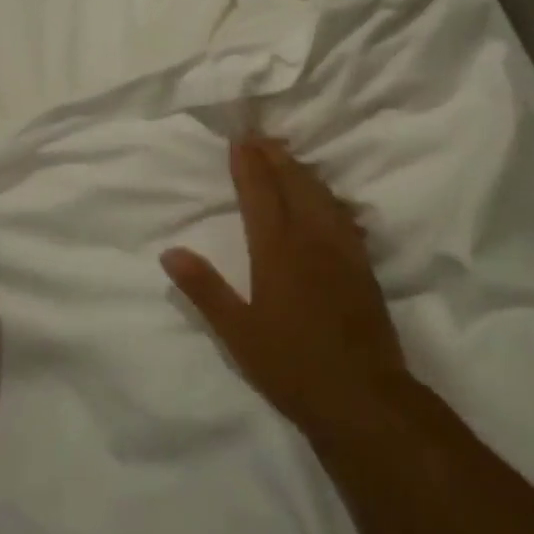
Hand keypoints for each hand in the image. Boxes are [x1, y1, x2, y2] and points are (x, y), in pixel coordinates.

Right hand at [162, 134, 402, 437]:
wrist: (364, 397)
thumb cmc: (292, 366)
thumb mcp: (237, 333)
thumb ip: (204, 289)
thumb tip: (170, 252)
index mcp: (276, 250)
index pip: (259, 193)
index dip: (248, 164)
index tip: (239, 138)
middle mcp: (311, 238)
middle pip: (293, 183)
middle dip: (275, 156)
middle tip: (261, 136)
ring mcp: (342, 250)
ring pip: (321, 195)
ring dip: (302, 171)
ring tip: (288, 156)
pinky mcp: (363, 266)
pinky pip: (344, 216)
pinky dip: (330, 197)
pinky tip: (330, 199)